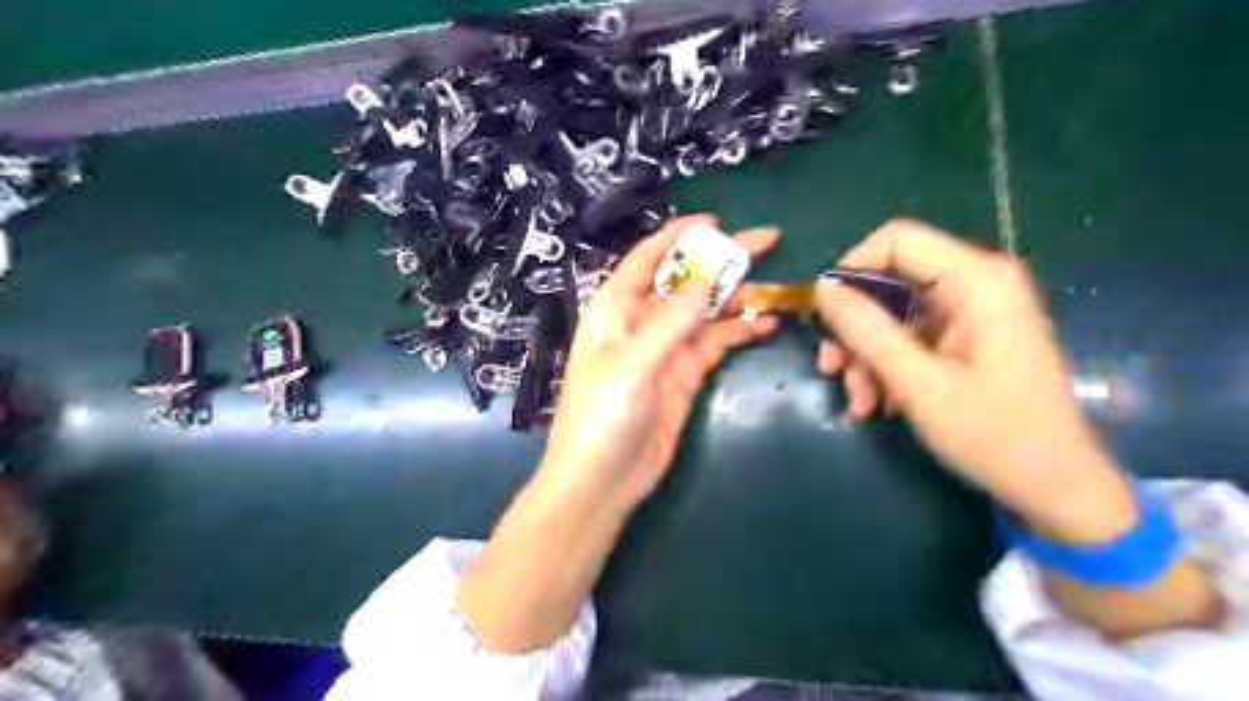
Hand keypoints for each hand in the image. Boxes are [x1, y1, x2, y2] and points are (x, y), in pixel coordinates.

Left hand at [541, 212, 776, 509]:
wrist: (601, 482)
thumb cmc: (602, 416)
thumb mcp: (633, 363)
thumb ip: (671, 320)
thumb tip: (707, 275)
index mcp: (616, 309)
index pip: (649, 258)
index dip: (679, 236)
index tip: (717, 223)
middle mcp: (641, 322)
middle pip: (684, 281)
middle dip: (720, 262)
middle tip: (767, 242)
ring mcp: (665, 350)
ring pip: (704, 312)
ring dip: (735, 298)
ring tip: (772, 287)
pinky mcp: (684, 376)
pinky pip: (713, 344)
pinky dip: (737, 332)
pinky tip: (763, 324)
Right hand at [817, 218, 1138, 541]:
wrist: (1055, 487)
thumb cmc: (995, 434)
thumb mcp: (918, 383)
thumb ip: (867, 330)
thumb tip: (823, 288)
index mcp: (977, 281)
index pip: (897, 240)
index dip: (852, 268)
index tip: (825, 314)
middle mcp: (976, 285)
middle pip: (890, 281)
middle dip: (854, 327)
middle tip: (831, 368)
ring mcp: (971, 314)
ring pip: (893, 315)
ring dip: (866, 357)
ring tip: (860, 402)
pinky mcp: (966, 339)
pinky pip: (909, 339)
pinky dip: (887, 368)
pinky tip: (879, 405)